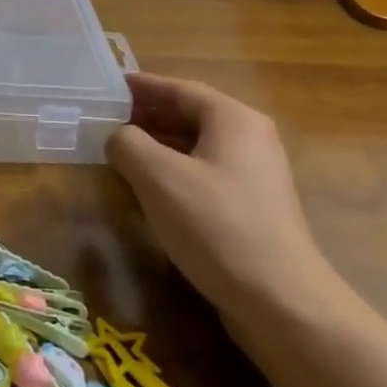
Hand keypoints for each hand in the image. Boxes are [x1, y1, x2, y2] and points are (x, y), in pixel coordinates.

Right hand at [107, 73, 340, 322]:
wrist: (279, 300)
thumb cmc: (215, 225)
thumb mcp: (158, 177)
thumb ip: (128, 144)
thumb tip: (118, 137)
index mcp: (234, 120)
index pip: (181, 89)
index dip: (142, 86)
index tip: (108, 87)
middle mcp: (251, 139)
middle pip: (191, 115)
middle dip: (148, 115)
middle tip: (107, 120)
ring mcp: (256, 176)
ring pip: (197, 146)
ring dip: (159, 145)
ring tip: (120, 152)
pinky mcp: (252, 208)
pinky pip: (205, 174)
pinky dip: (175, 171)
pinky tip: (150, 190)